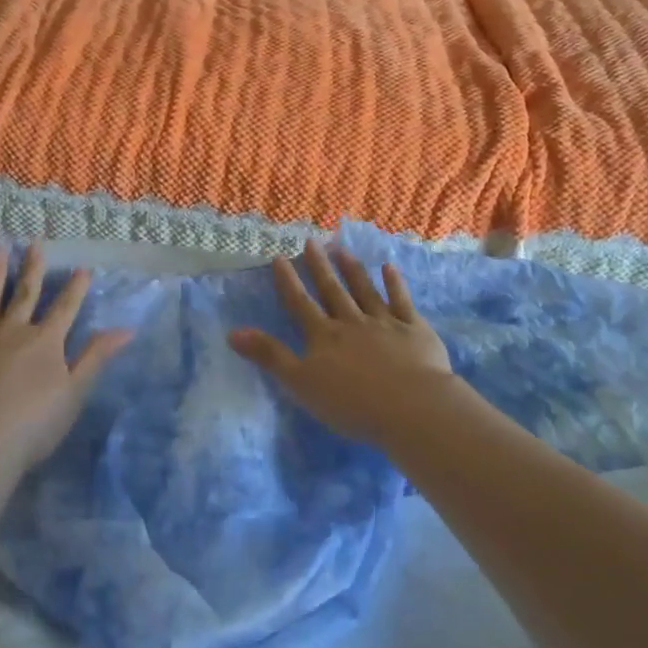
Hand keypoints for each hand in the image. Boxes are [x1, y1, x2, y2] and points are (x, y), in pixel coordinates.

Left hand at [0, 244, 131, 470]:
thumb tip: (126, 329)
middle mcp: (14, 330)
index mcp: (46, 342)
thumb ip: (96, 358)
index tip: (82, 267)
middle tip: (35, 242)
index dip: (75, 287)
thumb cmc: (31, 425)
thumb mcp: (74, 394)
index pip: (66, 308)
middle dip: (33, 268)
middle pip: (26, 293)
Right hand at [229, 241, 462, 448]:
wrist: (410, 406)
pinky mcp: (414, 330)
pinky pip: (402, 302)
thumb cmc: (351, 402)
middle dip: (320, 266)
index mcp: (324, 337)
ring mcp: (386, 323)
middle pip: (332, 291)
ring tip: (342, 249)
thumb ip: (270, 356)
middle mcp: (352, 322)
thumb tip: (232, 332)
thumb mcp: (300, 383)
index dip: (288, 281)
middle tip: (312, 241)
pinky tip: (389, 268)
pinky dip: (395, 284)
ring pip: (365, 291)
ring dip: (353, 270)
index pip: (300, 304)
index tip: (279, 256)